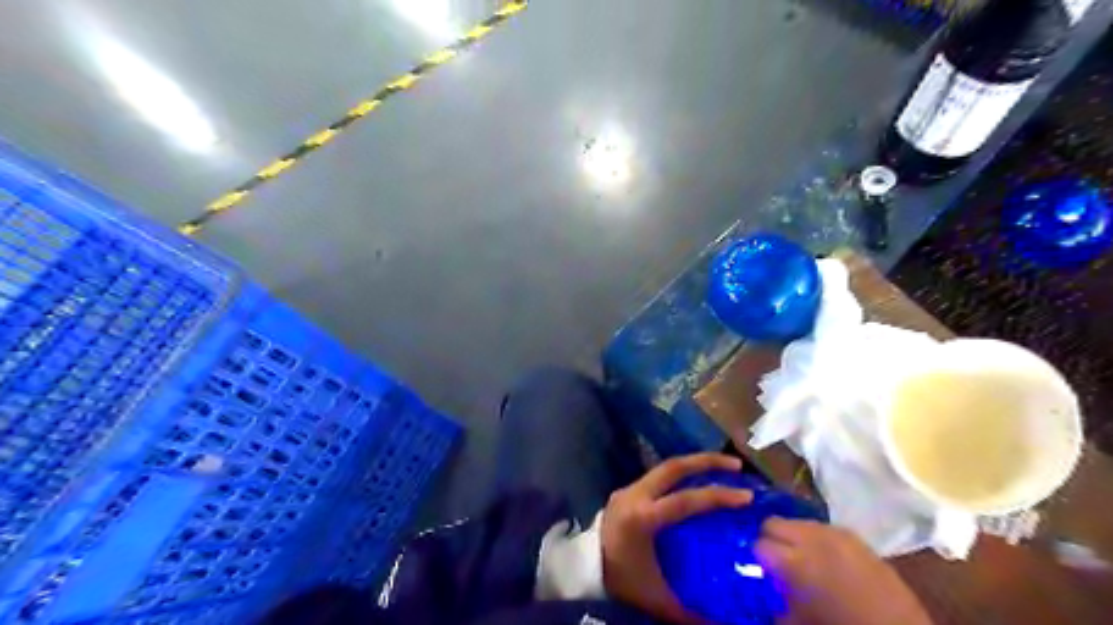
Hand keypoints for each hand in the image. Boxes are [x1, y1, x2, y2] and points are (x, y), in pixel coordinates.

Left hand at [606, 452, 751, 622]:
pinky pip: (656, 478)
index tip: (746, 496)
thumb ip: (691, 611)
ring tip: (719, 470)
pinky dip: (678, 478)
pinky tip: (693, 485)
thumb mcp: (657, 598)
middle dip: (707, 462)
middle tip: (736, 465)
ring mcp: (627, 490)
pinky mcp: (624, 492)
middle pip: (673, 467)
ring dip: (692, 466)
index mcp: (642, 518)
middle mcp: (634, 495)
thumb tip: (722, 623)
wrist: (582, 573)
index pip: (686, 501)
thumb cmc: (621, 582)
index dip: (718, 497)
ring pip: (664, 469)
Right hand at [757, 517, 932, 624]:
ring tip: (800, 558)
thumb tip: (761, 586)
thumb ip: (775, 598)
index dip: (755, 558)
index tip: (756, 569)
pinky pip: (822, 528)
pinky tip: (823, 558)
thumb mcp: (798, 620)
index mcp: (796, 562)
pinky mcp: (854, 535)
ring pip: (797, 521)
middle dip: (770, 539)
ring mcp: (835, 533)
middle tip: (774, 561)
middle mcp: (812, 538)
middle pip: (773, 522)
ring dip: (793, 537)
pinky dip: (815, 538)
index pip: (758, 544)